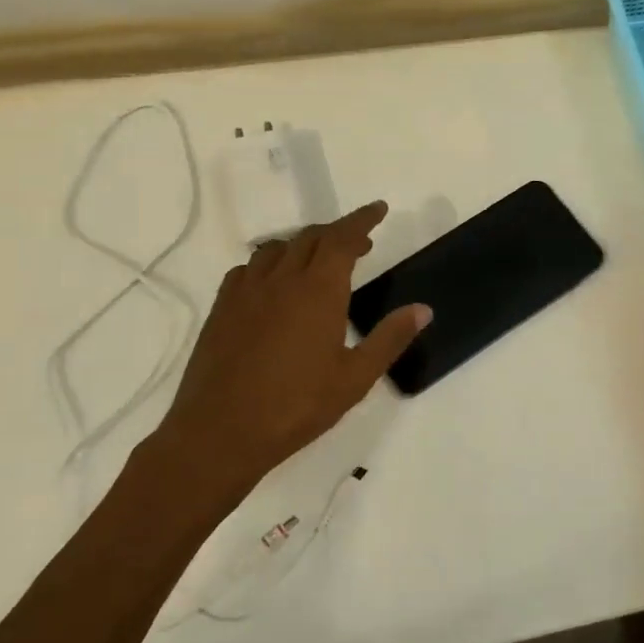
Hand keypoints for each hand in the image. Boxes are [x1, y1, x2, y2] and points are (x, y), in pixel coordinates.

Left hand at [144, 201, 428, 513]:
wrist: (219, 432)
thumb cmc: (296, 406)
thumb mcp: (355, 377)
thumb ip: (390, 338)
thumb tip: (423, 309)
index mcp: (318, 290)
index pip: (342, 238)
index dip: (362, 220)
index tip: (379, 210)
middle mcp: (281, 279)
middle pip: (311, 237)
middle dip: (337, 232)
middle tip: (359, 244)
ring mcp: (246, 292)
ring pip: (277, 249)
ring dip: (302, 245)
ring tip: (317, 261)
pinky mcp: (222, 309)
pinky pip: (247, 269)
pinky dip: (269, 264)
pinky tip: (272, 285)